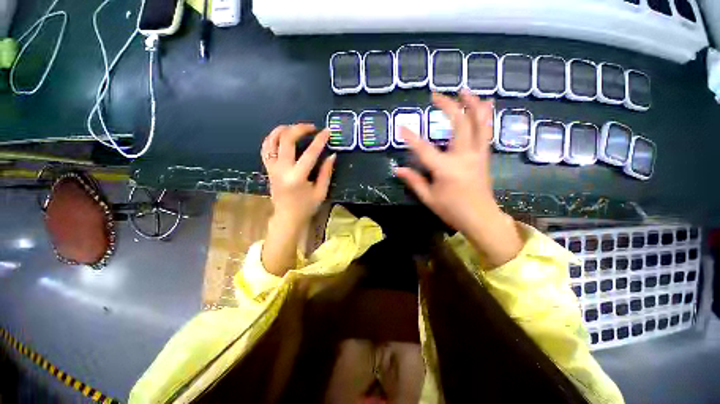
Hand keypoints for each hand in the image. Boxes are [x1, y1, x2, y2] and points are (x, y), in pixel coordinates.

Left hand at [261, 123, 335, 226]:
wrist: (287, 217)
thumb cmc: (306, 207)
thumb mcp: (321, 192)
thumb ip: (326, 172)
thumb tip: (332, 155)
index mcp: (297, 177)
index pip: (310, 153)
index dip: (320, 140)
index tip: (327, 131)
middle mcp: (282, 169)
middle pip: (287, 139)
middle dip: (300, 129)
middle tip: (312, 128)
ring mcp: (272, 168)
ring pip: (272, 140)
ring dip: (284, 129)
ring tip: (296, 128)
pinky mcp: (268, 168)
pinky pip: (266, 148)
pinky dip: (273, 138)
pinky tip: (283, 136)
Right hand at [395, 90, 522, 267]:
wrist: (481, 218)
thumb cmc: (452, 210)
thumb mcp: (429, 198)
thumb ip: (414, 181)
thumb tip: (398, 169)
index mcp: (446, 169)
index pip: (424, 149)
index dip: (411, 138)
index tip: (401, 127)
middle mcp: (464, 157)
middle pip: (459, 125)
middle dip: (448, 107)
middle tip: (436, 95)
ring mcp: (477, 155)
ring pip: (479, 124)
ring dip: (472, 104)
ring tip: (464, 90)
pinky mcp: (484, 156)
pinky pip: (486, 132)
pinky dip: (485, 116)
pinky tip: (484, 105)